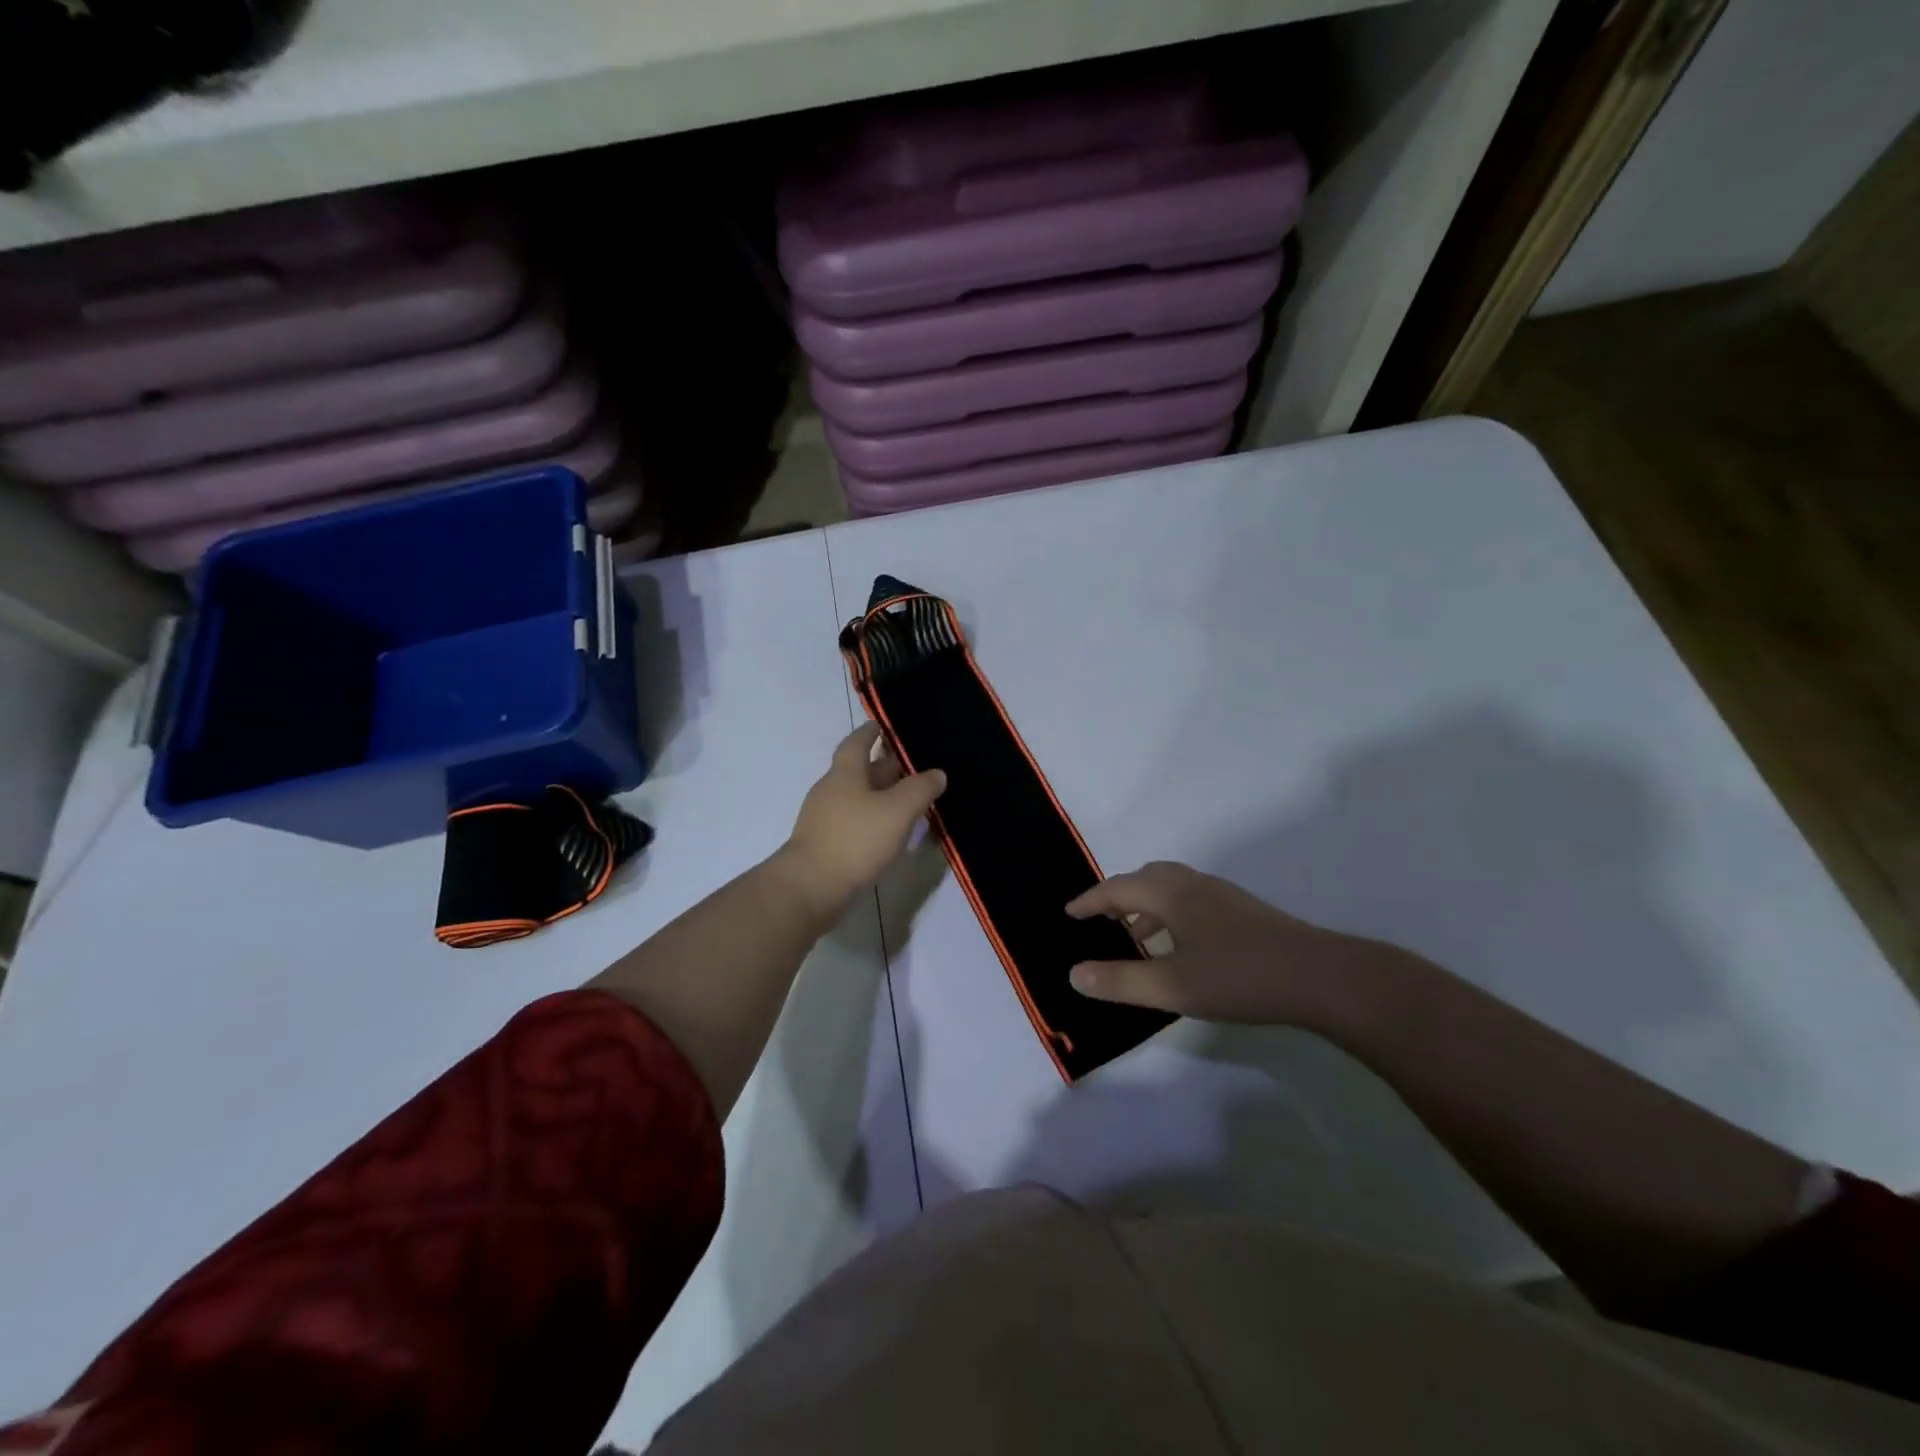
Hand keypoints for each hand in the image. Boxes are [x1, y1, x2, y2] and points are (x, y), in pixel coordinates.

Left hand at [775, 723, 946, 921]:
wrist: (810, 889)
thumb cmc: (855, 840)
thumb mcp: (897, 811)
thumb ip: (920, 789)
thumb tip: (937, 773)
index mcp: (845, 773)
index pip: (857, 742)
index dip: (871, 732)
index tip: (885, 725)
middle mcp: (831, 790)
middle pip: (860, 771)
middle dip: (885, 767)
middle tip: (915, 765)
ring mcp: (825, 819)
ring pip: (859, 798)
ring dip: (882, 796)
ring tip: (911, 800)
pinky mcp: (825, 845)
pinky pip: (855, 823)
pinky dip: (874, 821)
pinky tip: (892, 833)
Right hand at [1065, 861, 1410, 1028]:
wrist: (1320, 977)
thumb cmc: (1238, 977)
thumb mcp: (1172, 987)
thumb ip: (1120, 981)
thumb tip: (1074, 973)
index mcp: (1171, 894)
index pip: (1117, 888)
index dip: (1090, 901)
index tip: (1069, 913)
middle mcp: (1193, 885)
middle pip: (1146, 878)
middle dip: (1118, 896)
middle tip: (1101, 920)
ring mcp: (1222, 895)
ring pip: (1172, 888)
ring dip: (1146, 904)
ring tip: (1136, 935)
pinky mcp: (1243, 911)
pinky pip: (1191, 899)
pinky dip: (1171, 912)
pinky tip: (1181, 945)